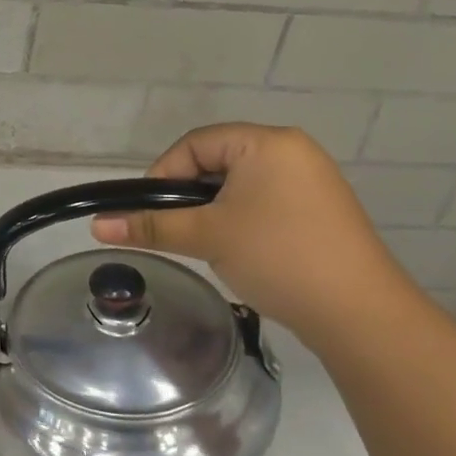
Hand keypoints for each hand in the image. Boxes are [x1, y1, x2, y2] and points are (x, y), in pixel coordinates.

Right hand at [92, 122, 428, 351]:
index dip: (163, 174)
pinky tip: (236, 249)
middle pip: (216, 161)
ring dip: (212, 209)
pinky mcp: (320, 210)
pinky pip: (263, 201)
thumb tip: (96, 225)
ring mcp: (311, 181)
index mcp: (267, 142)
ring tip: (202, 242)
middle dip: (188, 194)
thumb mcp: (206, 236)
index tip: (148, 211)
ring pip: (238, 184)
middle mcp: (292, 151)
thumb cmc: (277, 257)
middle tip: (173, 229)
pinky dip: (239, 219)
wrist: (359, 313)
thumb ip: (150, 226)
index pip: (196, 143)